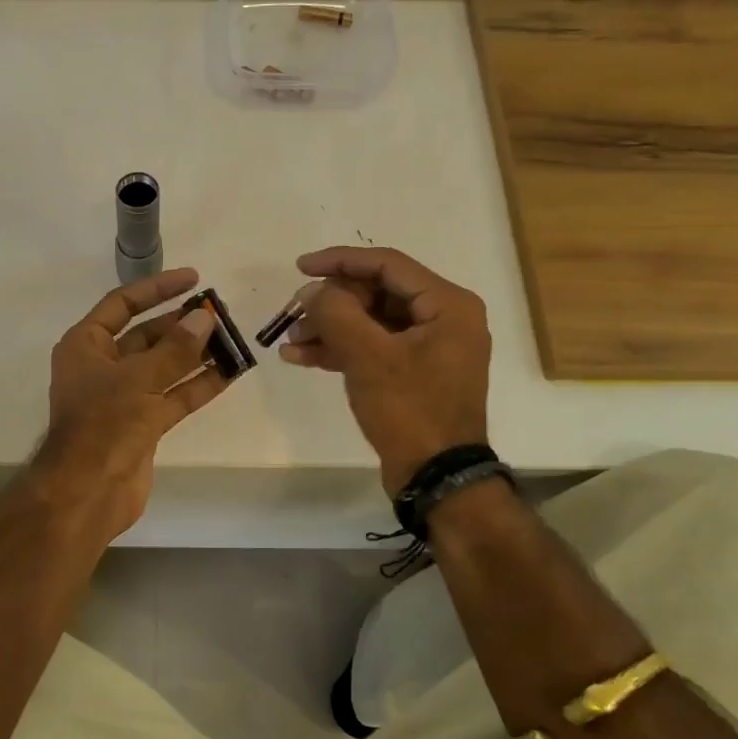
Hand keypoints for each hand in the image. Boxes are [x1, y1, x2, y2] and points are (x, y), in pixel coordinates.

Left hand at [34, 268, 228, 539]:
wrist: (88, 491)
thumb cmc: (104, 424)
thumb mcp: (140, 379)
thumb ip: (175, 348)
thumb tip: (204, 318)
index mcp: (86, 346)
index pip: (122, 304)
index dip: (157, 289)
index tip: (194, 279)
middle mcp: (102, 367)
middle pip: (146, 336)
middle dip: (182, 325)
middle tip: (220, 313)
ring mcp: (123, 397)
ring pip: (164, 367)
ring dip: (195, 354)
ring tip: (231, 338)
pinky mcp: (142, 425)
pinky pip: (173, 397)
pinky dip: (198, 385)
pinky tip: (229, 372)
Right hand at [278, 247, 491, 494]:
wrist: (436, 477)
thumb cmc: (410, 410)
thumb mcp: (368, 357)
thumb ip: (336, 313)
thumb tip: (312, 291)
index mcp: (447, 305)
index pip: (387, 265)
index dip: (340, 261)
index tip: (300, 267)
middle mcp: (443, 319)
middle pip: (376, 293)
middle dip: (331, 304)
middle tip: (293, 313)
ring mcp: (428, 349)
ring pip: (370, 323)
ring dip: (329, 328)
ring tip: (290, 340)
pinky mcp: (412, 374)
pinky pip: (373, 349)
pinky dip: (340, 350)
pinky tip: (301, 358)